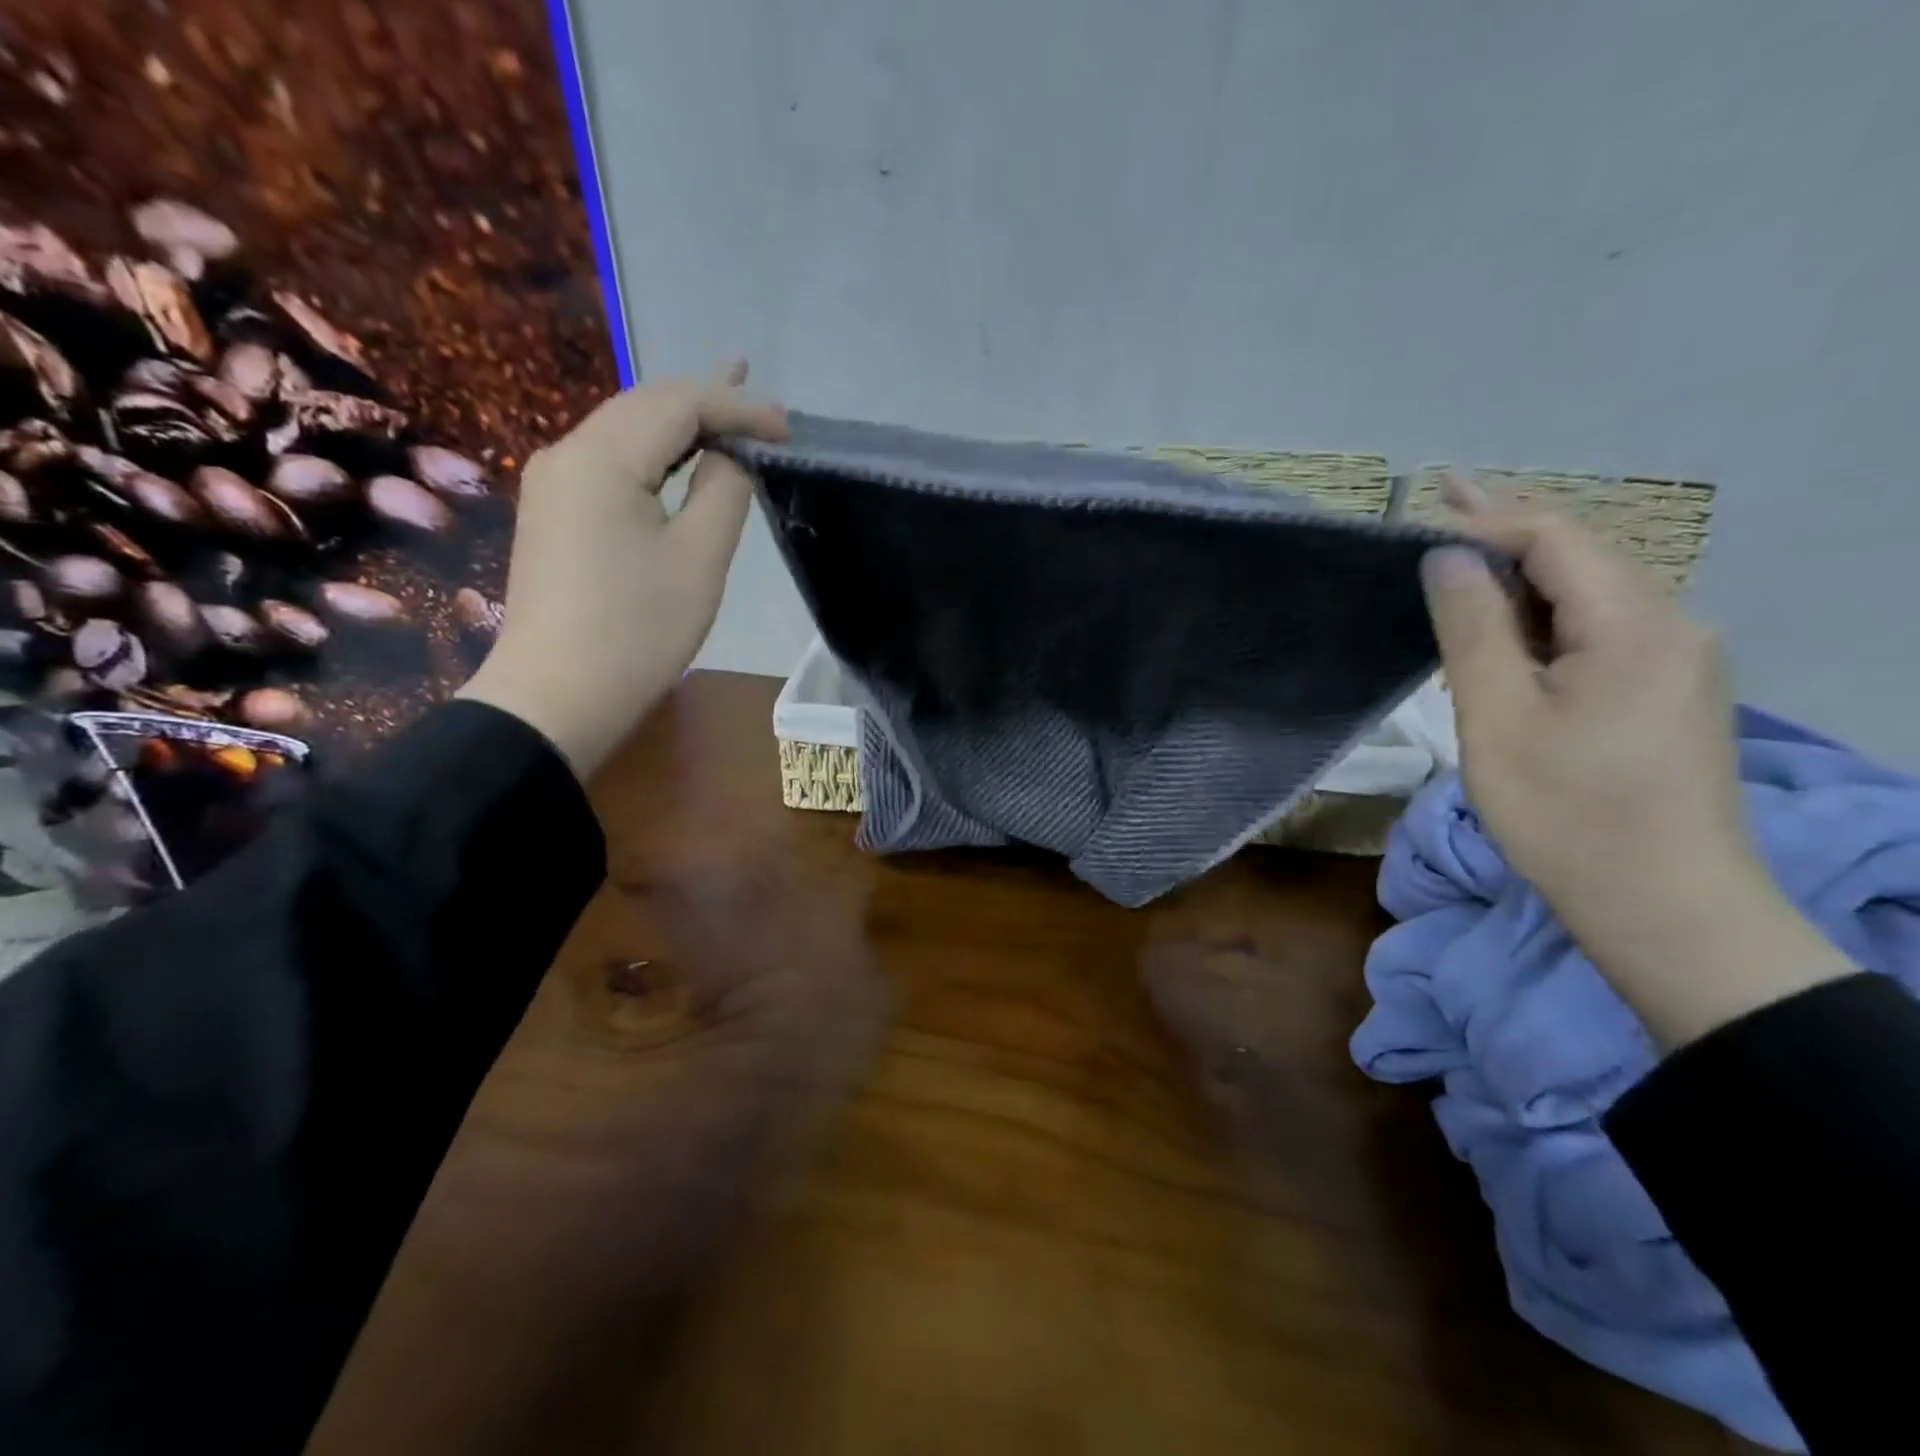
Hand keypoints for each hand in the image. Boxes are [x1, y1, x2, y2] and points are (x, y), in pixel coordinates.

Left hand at [457, 363, 786, 777]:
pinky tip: (679, 455)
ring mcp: (553, 483)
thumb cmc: (638, 631)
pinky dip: (654, 453)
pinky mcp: (554, 513)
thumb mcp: (699, 560)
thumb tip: (728, 457)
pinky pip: (610, 463)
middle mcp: (567, 453)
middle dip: (708, 401)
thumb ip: (723, 492)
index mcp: (602, 457)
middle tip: (764, 406)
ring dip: (680, 422)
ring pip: (626, 432)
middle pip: (645, 406)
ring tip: (729, 410)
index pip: (679, 404)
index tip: (788, 428)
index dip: (738, 407)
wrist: (556, 698)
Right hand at [1423, 475, 1852, 1045]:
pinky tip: (1507, 625)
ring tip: (1459, 563)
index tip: (1426, 500)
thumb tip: (1447, 557)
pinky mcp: (1669, 692)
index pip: (1557, 538)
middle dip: (1506, 530)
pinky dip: (1545, 615)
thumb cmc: (1566, 813)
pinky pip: (1601, 630)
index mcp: (1636, 624)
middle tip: (1440, 502)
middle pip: (1581, 556)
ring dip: (1522, 575)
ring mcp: (1680, 660)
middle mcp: (1673, 625)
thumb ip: (1473, 628)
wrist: (1664, 905)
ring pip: (1590, 594)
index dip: (1487, 514)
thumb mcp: (1499, 717)